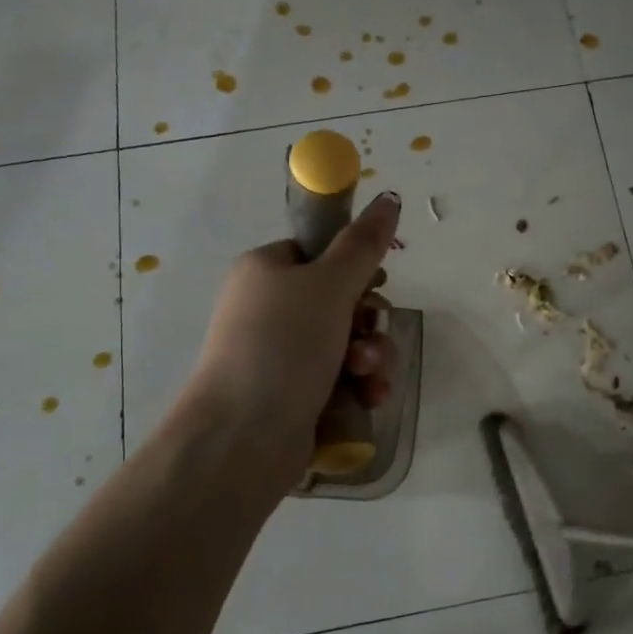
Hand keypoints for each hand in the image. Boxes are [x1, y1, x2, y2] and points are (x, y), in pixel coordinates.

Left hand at [176, 192, 400, 489]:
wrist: (243, 436)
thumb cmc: (283, 345)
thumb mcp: (329, 284)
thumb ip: (364, 244)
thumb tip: (389, 196)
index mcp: (267, 270)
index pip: (320, 253)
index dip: (354, 267)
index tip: (375, 283)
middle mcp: (271, 309)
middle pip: (343, 301)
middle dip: (369, 322)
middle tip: (368, 336)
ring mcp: (282, 355)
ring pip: (350, 342)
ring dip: (372, 357)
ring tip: (367, 377)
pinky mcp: (296, 394)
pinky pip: (343, 378)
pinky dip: (360, 386)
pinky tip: (368, 399)